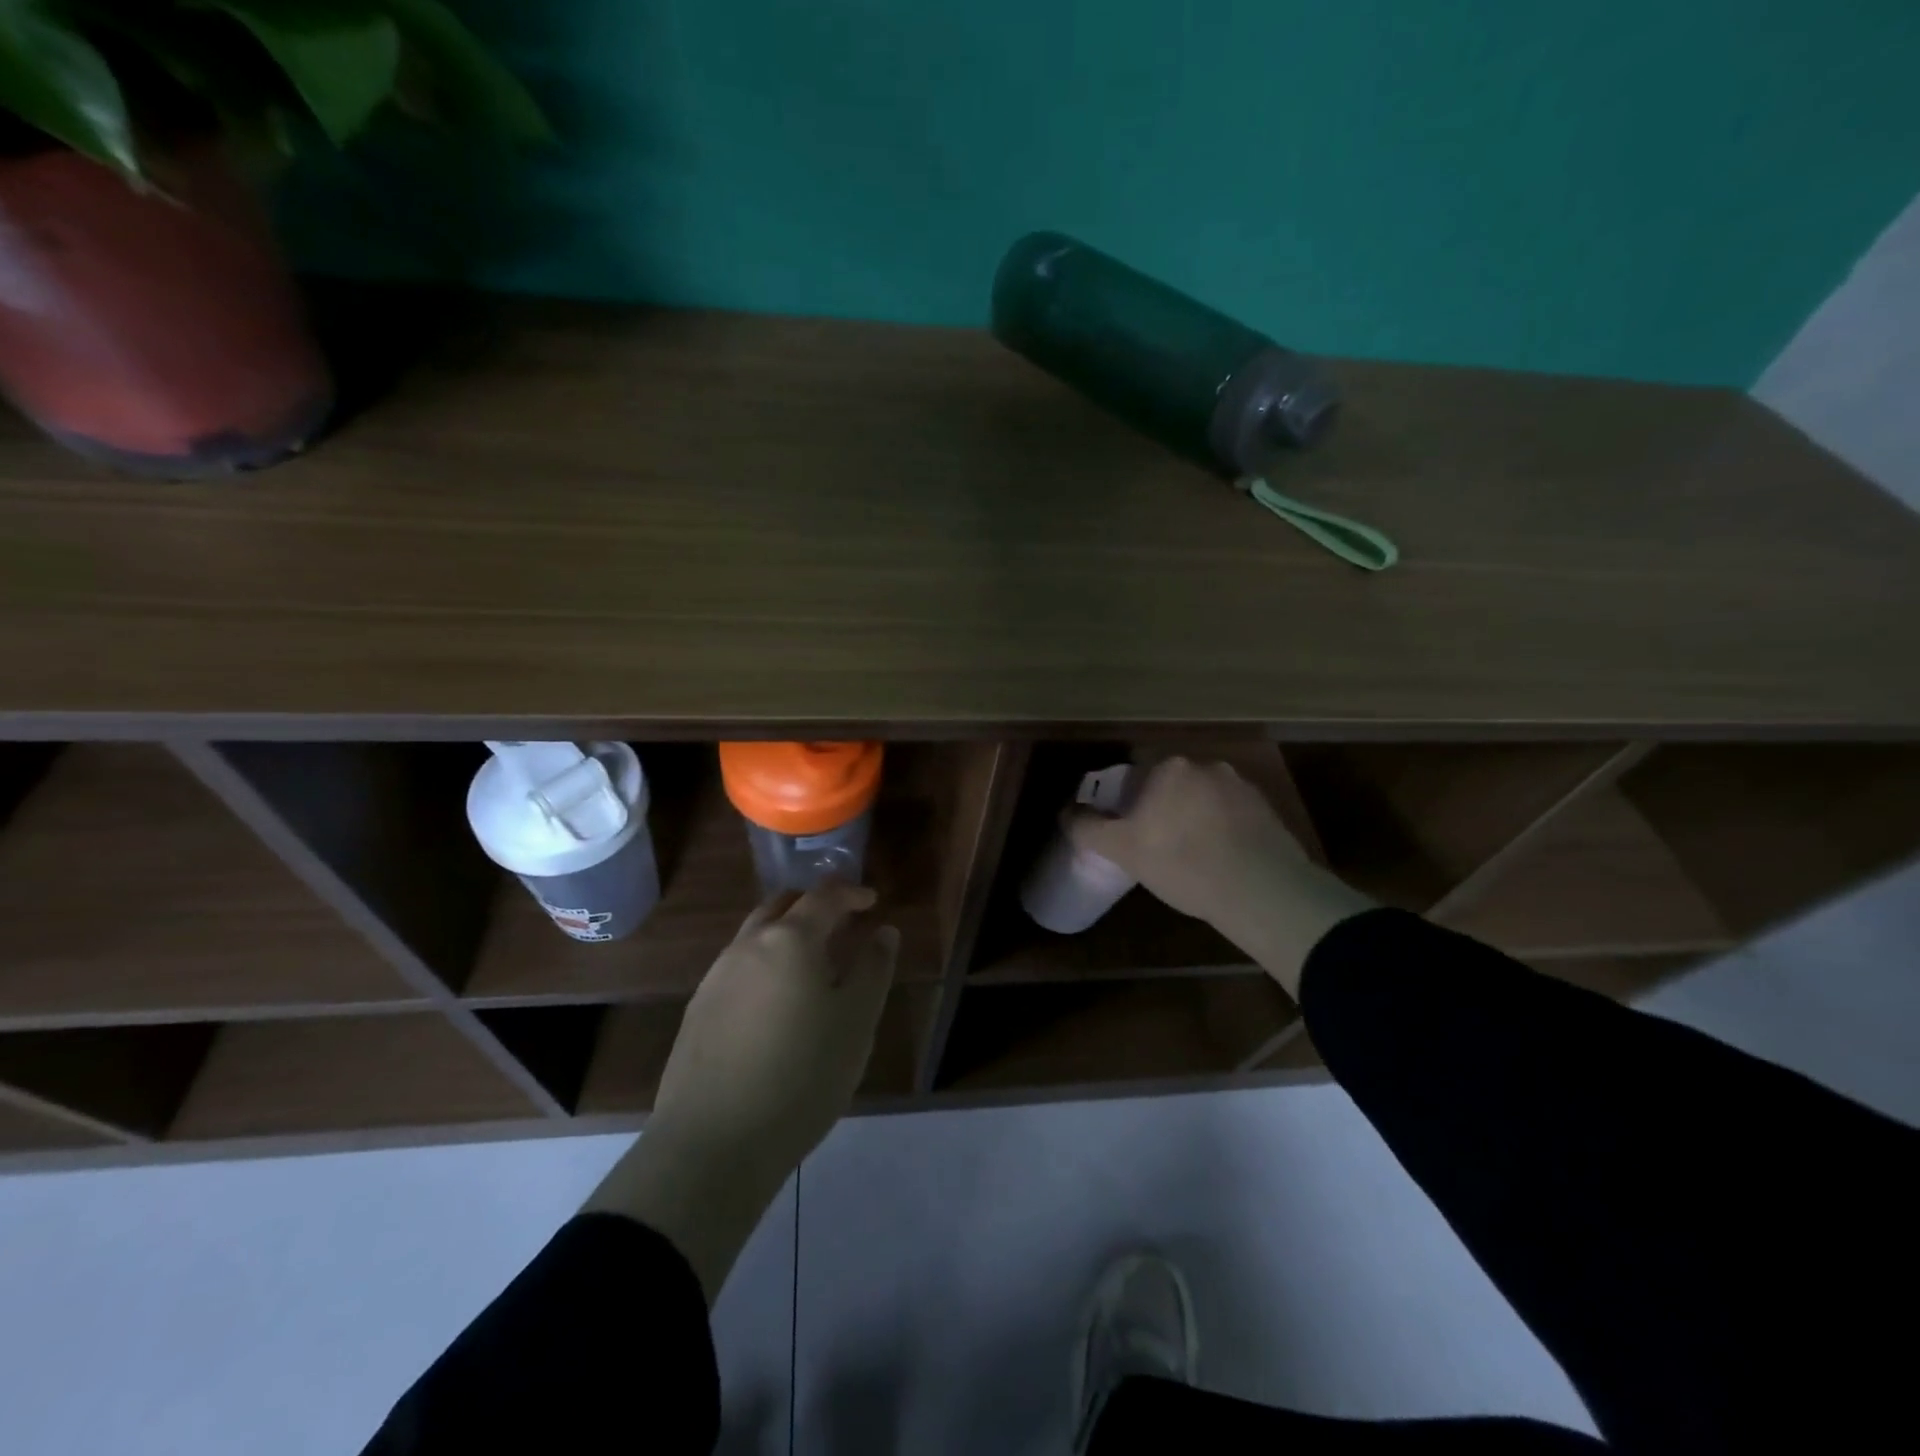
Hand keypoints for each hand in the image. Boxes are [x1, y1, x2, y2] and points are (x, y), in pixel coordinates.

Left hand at [582, 879, 896, 1301]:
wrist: (712, 1145)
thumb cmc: (802, 1077)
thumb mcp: (856, 1023)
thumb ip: (873, 969)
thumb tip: (883, 932)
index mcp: (790, 940)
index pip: (824, 896)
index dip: (851, 893)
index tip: (871, 901)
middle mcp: (747, 946)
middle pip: (782, 907)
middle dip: (813, 907)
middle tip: (841, 925)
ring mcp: (716, 977)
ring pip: (755, 937)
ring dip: (785, 936)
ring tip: (811, 966)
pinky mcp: (697, 1011)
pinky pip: (738, 968)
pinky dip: (763, 965)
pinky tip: (775, 1003)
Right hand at [1066, 757, 1371, 997]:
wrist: (1260, 890)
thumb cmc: (1181, 863)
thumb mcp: (1121, 849)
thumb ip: (1088, 828)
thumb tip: (1066, 812)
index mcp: (1169, 767)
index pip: (1137, 772)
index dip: (1129, 800)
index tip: (1130, 828)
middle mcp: (1207, 765)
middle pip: (1173, 782)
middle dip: (1164, 806)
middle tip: (1157, 843)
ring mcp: (1242, 786)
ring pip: (1204, 797)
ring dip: (1195, 816)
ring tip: (1192, 855)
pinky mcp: (1268, 809)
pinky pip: (1233, 814)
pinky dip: (1224, 829)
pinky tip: (1221, 860)